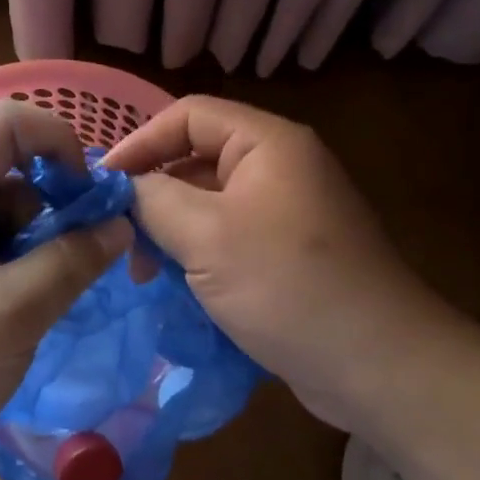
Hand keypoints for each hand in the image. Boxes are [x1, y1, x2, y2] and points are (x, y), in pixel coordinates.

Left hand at [0, 102, 131, 479]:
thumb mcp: (12, 315)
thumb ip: (72, 262)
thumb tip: (121, 224)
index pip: (7, 123)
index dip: (59, 143)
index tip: (89, 199)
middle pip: (10, 168)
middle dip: (53, 206)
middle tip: (76, 261)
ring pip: (6, 210)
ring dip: (37, 244)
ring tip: (40, 300)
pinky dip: (18, 266)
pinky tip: (22, 308)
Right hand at [103, 95, 469, 431]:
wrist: (377, 364)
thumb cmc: (287, 286)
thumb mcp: (206, 236)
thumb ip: (153, 200)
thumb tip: (123, 188)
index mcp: (268, 144)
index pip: (188, 116)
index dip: (140, 142)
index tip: (103, 185)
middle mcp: (280, 168)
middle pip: (198, 159)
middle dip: (153, 194)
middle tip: (120, 238)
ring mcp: (287, 213)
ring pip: (210, 205)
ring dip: (172, 231)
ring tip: (144, 272)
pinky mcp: (288, 255)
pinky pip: (229, 239)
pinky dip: (198, 255)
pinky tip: (176, 286)